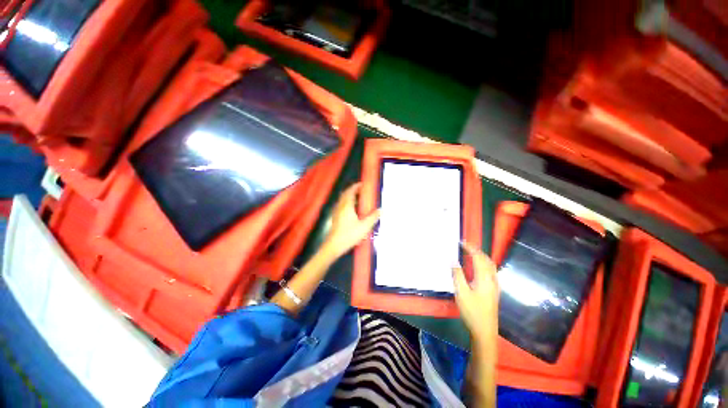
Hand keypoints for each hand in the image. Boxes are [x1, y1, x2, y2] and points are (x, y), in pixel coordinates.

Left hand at [321, 183, 379, 259]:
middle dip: (353, 190)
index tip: (362, 184)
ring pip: (342, 199)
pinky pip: (341, 205)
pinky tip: (351, 209)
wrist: (334, 245)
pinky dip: (346, 202)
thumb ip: (373, 217)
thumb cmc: (349, 235)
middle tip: (361, 190)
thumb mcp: (364, 227)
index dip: (356, 186)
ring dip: (349, 196)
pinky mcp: (335, 218)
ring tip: (358, 198)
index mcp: (347, 206)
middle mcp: (340, 207)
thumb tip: (381, 210)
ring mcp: (336, 212)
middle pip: (345, 194)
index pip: (351, 191)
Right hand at [453, 242, 498, 343]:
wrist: (485, 331)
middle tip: (464, 246)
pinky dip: (483, 264)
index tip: (461, 242)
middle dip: (476, 250)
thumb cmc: (472, 311)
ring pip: (490, 265)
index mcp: (484, 278)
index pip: (478, 257)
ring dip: (481, 256)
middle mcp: (492, 279)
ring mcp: (495, 285)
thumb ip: (457, 274)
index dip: (470, 248)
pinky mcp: (494, 290)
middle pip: (486, 260)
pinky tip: (477, 267)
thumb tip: (453, 260)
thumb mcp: (461, 292)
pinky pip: (490, 271)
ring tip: (470, 253)